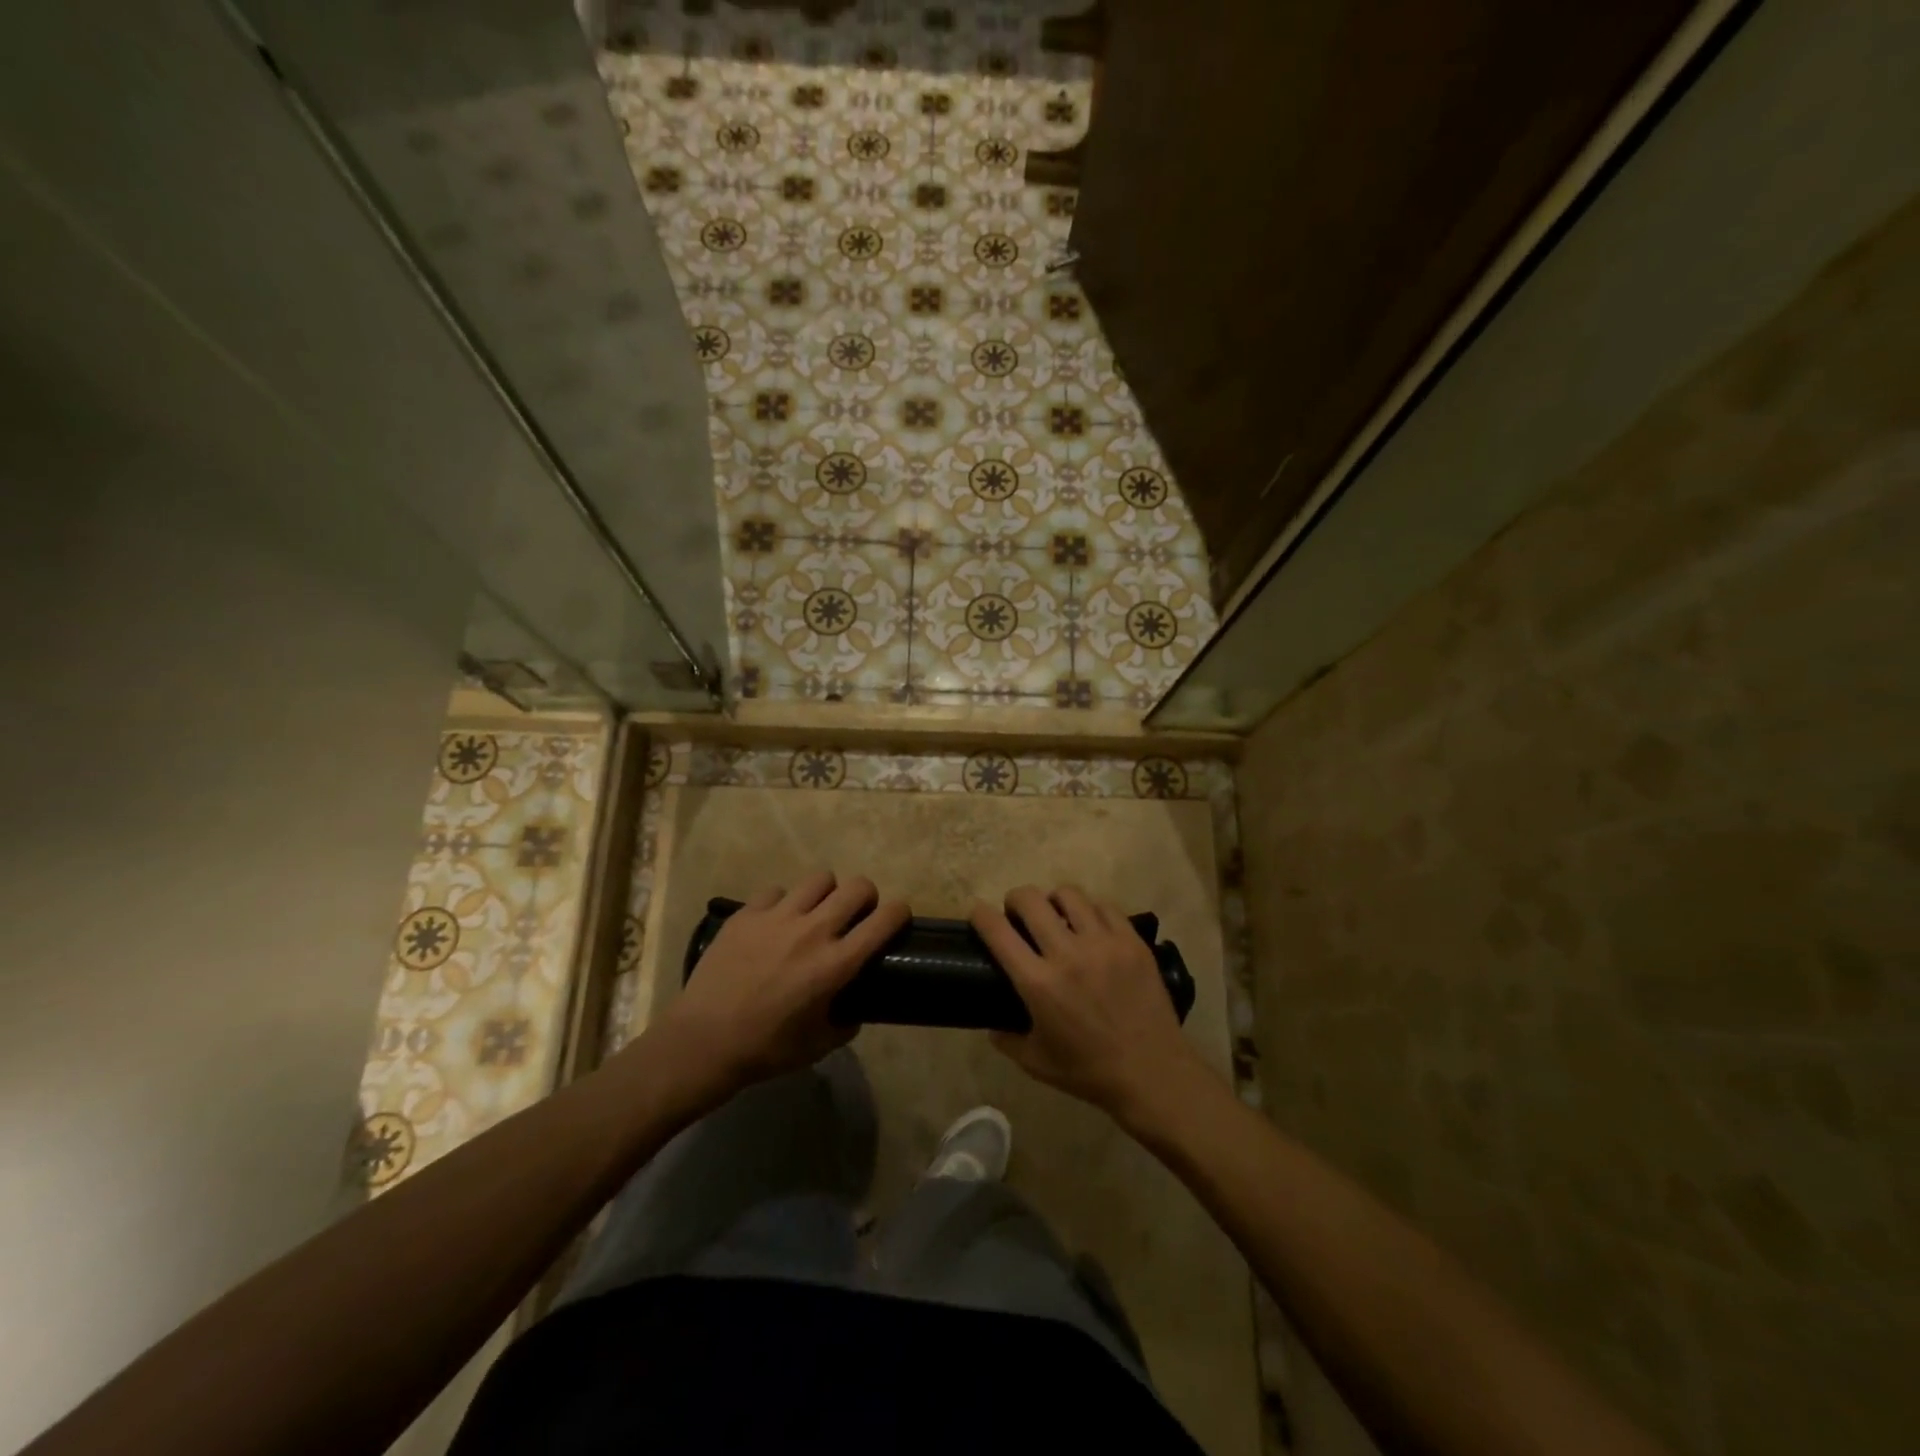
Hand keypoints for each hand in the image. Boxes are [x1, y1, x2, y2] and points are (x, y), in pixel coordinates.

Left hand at [655, 871, 907, 1107]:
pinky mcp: (747, 913)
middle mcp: (813, 932)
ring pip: (819, 879)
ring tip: (816, 911)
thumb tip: (854, 1006)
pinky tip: (775, 922)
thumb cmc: (766, 1049)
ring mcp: (777, 917)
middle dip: (866, 896)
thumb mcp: (819, 1045)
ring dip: (826, 893)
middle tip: (857, 913)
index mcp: (836, 965)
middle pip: (857, 887)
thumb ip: (846, 1021)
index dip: (899, 912)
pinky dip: (783, 903)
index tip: (897, 917)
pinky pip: (776, 891)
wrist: (703, 1041)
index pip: (884, 920)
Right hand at [972, 885, 1212, 1125]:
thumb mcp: (1036, 1063)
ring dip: (1053, 901)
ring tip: (1056, 915)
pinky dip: (1089, 910)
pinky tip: (1090, 925)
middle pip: (1030, 900)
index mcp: (1038, 983)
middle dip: (1015, 900)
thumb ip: (1006, 1039)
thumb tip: (991, 1023)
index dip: (980, 915)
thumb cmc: (1090, 1071)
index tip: (978, 914)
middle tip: (1017, 913)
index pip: (998, 932)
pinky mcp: (1131, 941)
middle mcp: (1067, 953)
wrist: (1152, 1073)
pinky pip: (1104, 907)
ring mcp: (1103, 943)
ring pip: (1068, 895)